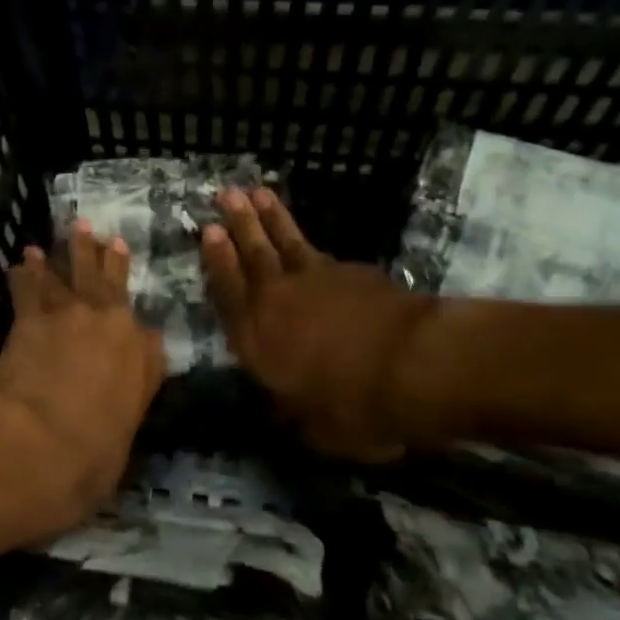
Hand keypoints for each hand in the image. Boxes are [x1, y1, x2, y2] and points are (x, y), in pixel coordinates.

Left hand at [0, 224, 164, 525]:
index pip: (148, 338)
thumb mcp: (124, 438)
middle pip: (113, 284)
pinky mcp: (33, 316)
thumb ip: (125, 407)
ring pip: (73, 272)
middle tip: (107, 236)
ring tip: (73, 229)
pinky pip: (30, 285)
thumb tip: (120, 399)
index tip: (139, 328)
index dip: (140, 327)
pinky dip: (27, 271)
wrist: (42, 444)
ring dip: (71, 250)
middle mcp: (112, 326)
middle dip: (110, 258)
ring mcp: (72, 315)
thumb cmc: (91, 458)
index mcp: (143, 359)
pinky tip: (23, 260)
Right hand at [202, 189, 427, 462]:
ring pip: (286, 242)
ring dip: (271, 217)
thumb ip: (292, 409)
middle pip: (253, 254)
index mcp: (257, 339)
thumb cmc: (352, 406)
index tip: (208, 230)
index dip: (217, 261)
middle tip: (226, 193)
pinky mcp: (352, 272)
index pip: (228, 292)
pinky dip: (312, 246)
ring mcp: (316, 280)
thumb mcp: (313, 427)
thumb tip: (283, 407)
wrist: (411, 365)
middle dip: (239, 223)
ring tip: (258, 192)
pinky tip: (312, 244)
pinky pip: (323, 255)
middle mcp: (278, 301)